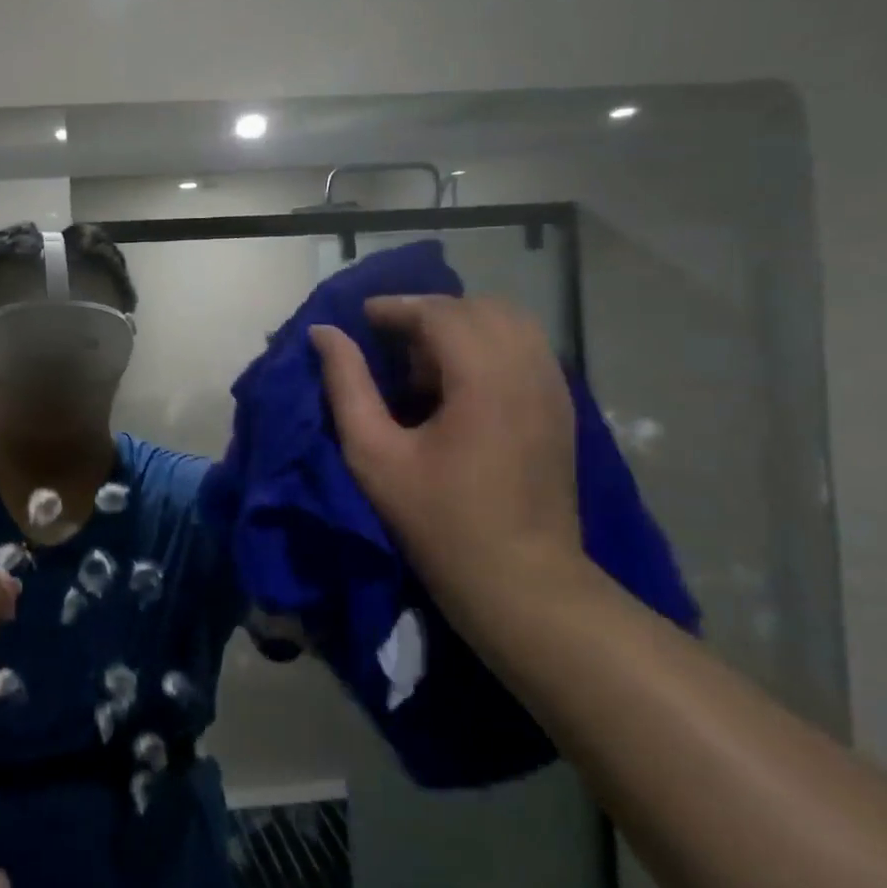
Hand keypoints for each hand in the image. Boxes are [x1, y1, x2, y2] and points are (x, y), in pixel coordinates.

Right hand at [310, 295, 581, 603]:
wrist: (520, 580)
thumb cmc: (438, 520)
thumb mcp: (374, 454)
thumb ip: (347, 385)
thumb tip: (324, 334)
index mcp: (485, 379)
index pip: (441, 313)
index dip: (396, 307)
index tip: (359, 318)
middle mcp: (529, 370)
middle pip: (480, 308)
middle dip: (430, 312)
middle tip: (389, 341)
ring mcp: (554, 388)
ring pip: (509, 324)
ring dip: (462, 327)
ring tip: (423, 362)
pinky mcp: (562, 408)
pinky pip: (526, 350)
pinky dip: (488, 346)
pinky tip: (458, 383)